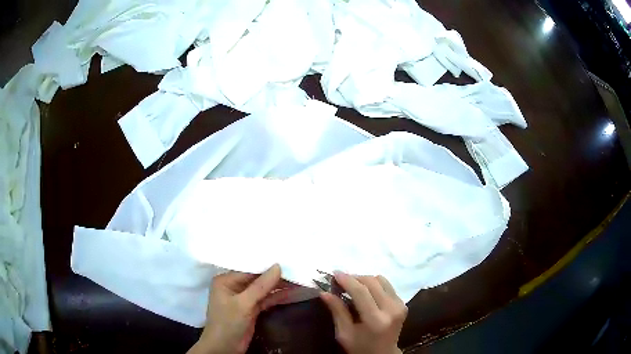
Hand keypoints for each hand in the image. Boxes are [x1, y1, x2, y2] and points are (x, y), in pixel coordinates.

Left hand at [188, 264, 289, 353]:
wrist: (225, 347)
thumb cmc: (228, 322)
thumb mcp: (244, 304)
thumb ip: (261, 286)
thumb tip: (278, 266)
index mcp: (226, 280)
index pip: (249, 270)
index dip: (268, 266)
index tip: (287, 260)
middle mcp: (234, 286)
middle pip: (258, 279)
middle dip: (276, 277)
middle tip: (296, 270)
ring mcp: (244, 298)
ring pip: (264, 290)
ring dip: (279, 287)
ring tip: (298, 280)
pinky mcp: (252, 309)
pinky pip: (266, 300)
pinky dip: (277, 297)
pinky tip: (292, 292)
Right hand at [320, 272, 406, 353]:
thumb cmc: (360, 347)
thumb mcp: (344, 333)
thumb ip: (337, 311)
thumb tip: (324, 292)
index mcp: (376, 320)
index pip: (361, 292)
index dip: (347, 280)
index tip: (334, 273)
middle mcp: (391, 309)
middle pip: (372, 282)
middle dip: (354, 277)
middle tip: (340, 280)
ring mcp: (400, 305)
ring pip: (381, 280)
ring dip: (364, 279)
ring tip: (352, 286)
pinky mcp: (403, 303)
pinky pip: (387, 285)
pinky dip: (374, 285)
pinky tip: (365, 292)